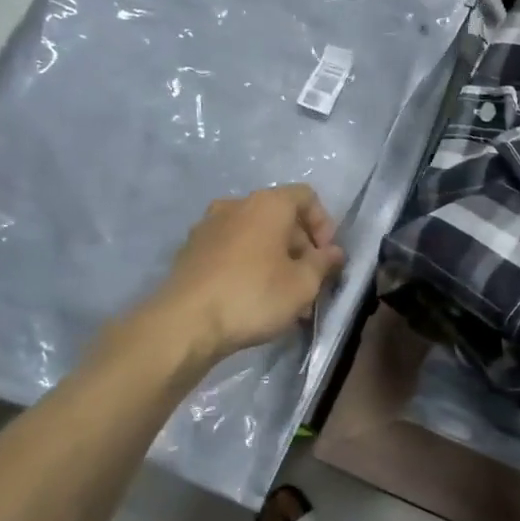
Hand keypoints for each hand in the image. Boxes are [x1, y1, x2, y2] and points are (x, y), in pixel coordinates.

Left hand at [146, 185, 346, 362]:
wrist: (185, 323)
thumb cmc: (254, 295)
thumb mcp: (303, 284)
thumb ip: (323, 264)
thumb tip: (334, 253)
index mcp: (267, 204)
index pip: (306, 197)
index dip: (324, 224)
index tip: (326, 257)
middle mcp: (236, 205)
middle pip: (280, 218)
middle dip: (300, 249)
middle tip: (309, 284)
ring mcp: (208, 227)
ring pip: (255, 237)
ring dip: (275, 261)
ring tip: (284, 298)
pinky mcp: (190, 252)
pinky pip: (232, 251)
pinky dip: (249, 267)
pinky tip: (253, 300)